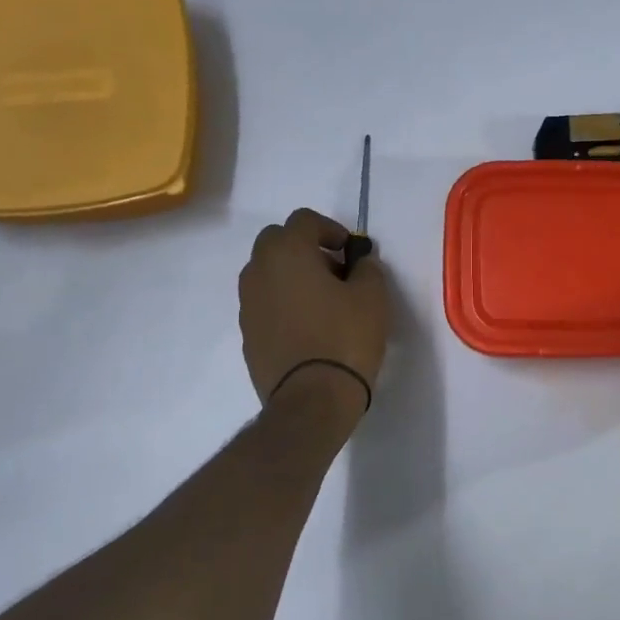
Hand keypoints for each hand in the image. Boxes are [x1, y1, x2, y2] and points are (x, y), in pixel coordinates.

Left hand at [239, 209, 388, 418]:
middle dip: (304, 247)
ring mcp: (248, 304)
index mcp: (288, 252)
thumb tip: (359, 262)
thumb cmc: (345, 338)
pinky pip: (264, 302)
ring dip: (291, 275)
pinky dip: (283, 302)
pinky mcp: (247, 333)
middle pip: (276, 240)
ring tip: (323, 301)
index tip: (351, 252)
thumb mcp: (373, 297)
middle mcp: (259, 271)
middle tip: (334, 270)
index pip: (303, 220)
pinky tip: (308, 327)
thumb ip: (367, 268)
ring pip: (266, 272)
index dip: (330, 229)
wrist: (311, 399)